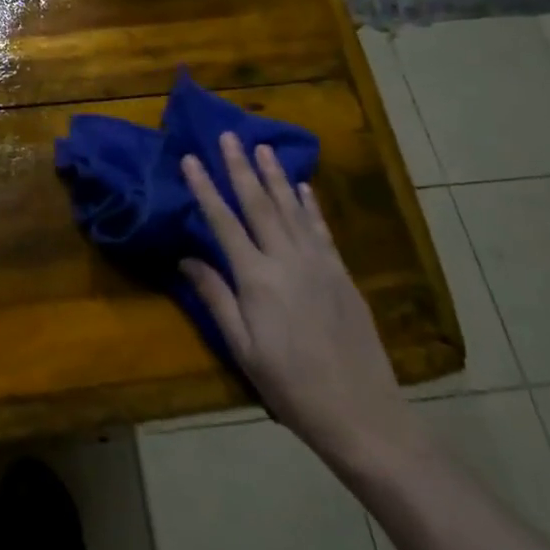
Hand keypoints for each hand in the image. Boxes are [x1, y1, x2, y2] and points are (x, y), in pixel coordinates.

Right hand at [180, 134, 420, 468]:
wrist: (362, 414)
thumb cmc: (291, 386)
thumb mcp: (243, 348)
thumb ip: (215, 297)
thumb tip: (186, 258)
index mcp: (257, 279)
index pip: (223, 222)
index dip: (204, 188)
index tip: (190, 158)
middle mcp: (288, 260)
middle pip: (259, 204)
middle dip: (240, 167)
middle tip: (229, 135)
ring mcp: (319, 264)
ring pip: (291, 208)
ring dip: (275, 175)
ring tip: (262, 147)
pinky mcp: (342, 274)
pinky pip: (321, 229)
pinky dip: (309, 204)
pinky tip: (302, 187)